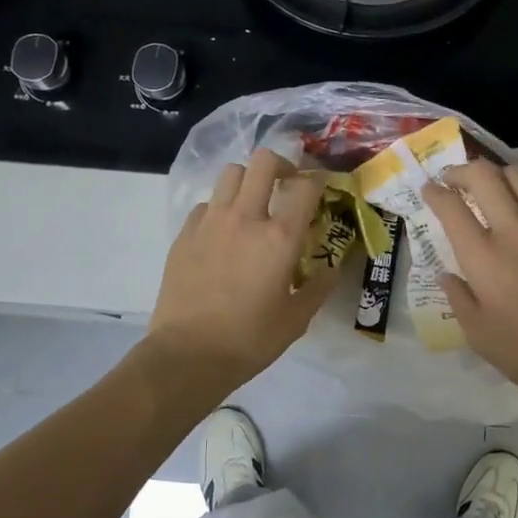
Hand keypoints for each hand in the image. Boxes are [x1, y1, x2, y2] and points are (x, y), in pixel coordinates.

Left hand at [146, 149, 337, 392]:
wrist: (188, 355)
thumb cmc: (250, 339)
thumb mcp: (297, 318)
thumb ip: (319, 287)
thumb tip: (332, 267)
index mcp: (279, 237)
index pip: (305, 187)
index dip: (317, 181)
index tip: (321, 188)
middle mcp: (245, 218)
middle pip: (264, 162)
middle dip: (281, 165)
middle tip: (287, 184)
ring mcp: (211, 222)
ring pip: (231, 173)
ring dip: (248, 180)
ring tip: (254, 203)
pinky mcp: (185, 233)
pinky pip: (206, 203)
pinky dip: (220, 207)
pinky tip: (224, 232)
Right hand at [422, 160, 517, 408]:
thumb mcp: (478, 335)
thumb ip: (458, 298)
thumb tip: (448, 274)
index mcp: (483, 257)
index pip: (451, 206)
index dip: (434, 192)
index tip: (429, 190)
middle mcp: (514, 230)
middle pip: (484, 176)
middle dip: (462, 170)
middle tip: (454, 179)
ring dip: (496, 174)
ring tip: (490, 185)